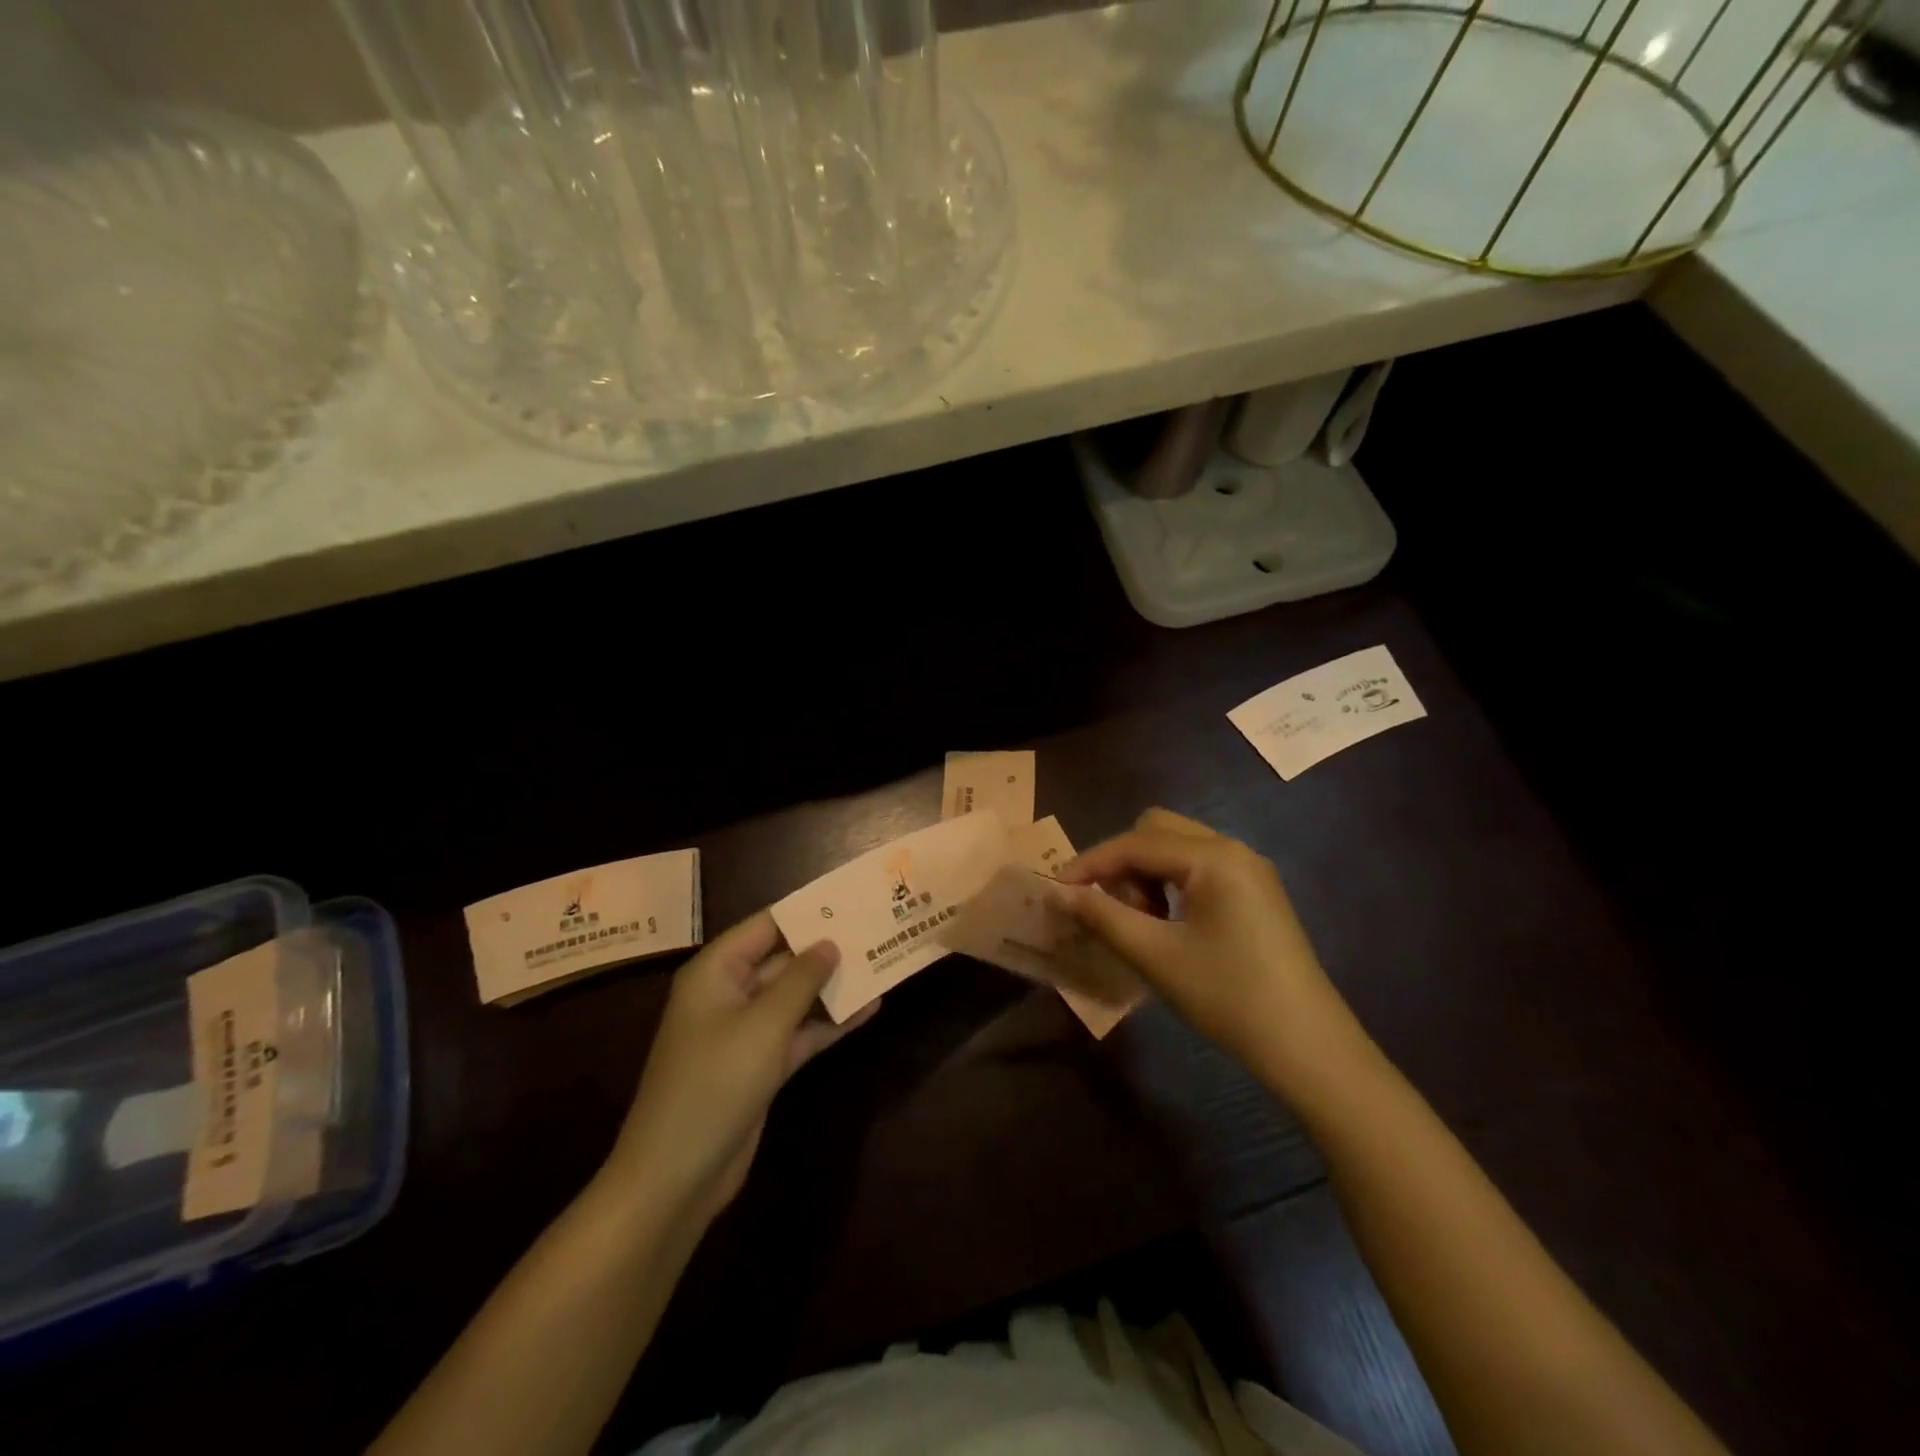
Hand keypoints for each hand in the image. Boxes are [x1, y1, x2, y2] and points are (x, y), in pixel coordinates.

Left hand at [603, 911, 875, 1225]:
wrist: (676, 1175)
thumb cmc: (714, 1082)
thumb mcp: (764, 1024)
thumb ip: (801, 979)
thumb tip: (829, 942)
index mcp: (716, 972)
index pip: (765, 926)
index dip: (805, 911)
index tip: (848, 898)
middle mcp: (729, 994)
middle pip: (783, 960)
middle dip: (825, 948)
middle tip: (874, 930)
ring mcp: (745, 1032)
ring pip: (794, 997)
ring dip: (832, 986)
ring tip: (880, 964)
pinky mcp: (760, 1065)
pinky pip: (799, 1032)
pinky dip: (829, 1023)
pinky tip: (868, 1010)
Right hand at [1058, 809, 1370, 1096]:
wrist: (1308, 1047)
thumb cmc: (1227, 996)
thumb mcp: (1156, 956)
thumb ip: (1103, 916)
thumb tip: (1059, 894)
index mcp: (1213, 857)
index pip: (1135, 843)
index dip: (1090, 863)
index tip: (1057, 890)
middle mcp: (1232, 849)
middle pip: (1156, 831)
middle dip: (1121, 863)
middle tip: (1107, 908)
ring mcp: (1248, 870)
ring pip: (1177, 848)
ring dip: (1145, 873)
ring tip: (1138, 922)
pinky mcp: (1255, 892)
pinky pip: (1198, 869)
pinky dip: (1170, 884)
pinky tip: (1167, 925)